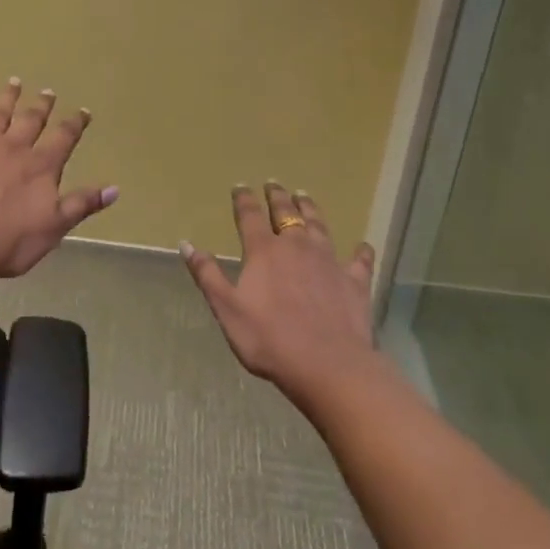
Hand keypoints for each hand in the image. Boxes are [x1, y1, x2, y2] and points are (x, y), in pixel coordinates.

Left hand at [0, 79, 117, 278]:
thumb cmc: (7, 242)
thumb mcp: (54, 228)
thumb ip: (82, 204)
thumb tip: (115, 189)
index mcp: (40, 167)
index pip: (63, 139)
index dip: (75, 124)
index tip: (83, 111)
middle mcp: (13, 149)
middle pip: (31, 121)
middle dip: (42, 106)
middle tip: (48, 91)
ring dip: (6, 98)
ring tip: (13, 82)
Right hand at [180, 183, 380, 410]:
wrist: (327, 365)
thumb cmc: (269, 339)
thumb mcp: (226, 309)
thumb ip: (207, 275)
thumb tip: (187, 244)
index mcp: (264, 251)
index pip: (249, 216)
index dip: (243, 200)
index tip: (240, 186)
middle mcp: (297, 247)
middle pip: (286, 213)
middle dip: (277, 197)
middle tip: (274, 184)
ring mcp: (329, 261)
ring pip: (319, 226)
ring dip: (310, 209)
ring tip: (305, 196)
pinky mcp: (354, 281)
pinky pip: (358, 260)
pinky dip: (360, 252)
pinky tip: (362, 246)